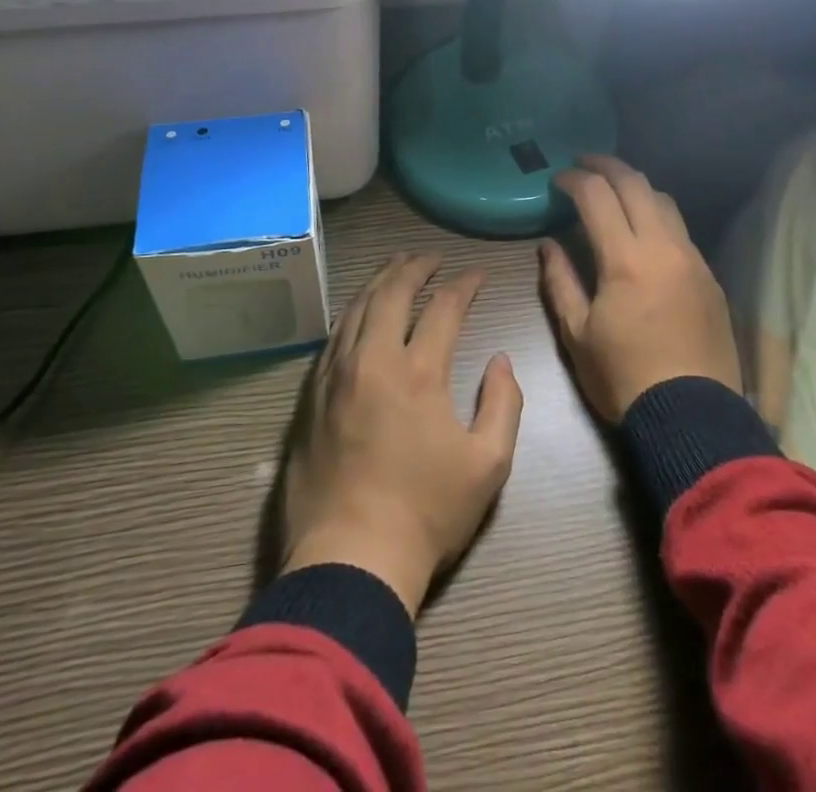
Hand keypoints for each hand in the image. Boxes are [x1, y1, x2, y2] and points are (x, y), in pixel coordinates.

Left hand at [280, 252, 523, 615]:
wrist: (349, 558)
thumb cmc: (427, 513)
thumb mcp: (489, 465)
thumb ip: (504, 403)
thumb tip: (501, 359)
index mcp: (419, 372)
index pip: (444, 308)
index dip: (464, 285)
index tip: (477, 275)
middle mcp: (374, 359)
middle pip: (392, 292)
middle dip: (415, 266)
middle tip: (431, 256)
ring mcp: (336, 374)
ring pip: (357, 307)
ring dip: (380, 280)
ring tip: (396, 266)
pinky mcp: (312, 395)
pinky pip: (333, 336)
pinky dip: (352, 311)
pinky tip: (359, 309)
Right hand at [541, 155, 741, 423]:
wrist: (693, 417)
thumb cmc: (624, 378)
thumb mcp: (577, 334)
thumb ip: (560, 281)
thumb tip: (549, 244)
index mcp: (626, 259)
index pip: (597, 196)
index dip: (574, 179)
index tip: (557, 178)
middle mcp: (664, 247)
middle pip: (636, 184)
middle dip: (606, 165)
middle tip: (583, 163)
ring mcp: (693, 259)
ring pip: (665, 201)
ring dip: (636, 186)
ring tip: (614, 191)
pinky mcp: (710, 277)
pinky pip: (681, 230)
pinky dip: (657, 215)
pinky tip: (644, 231)